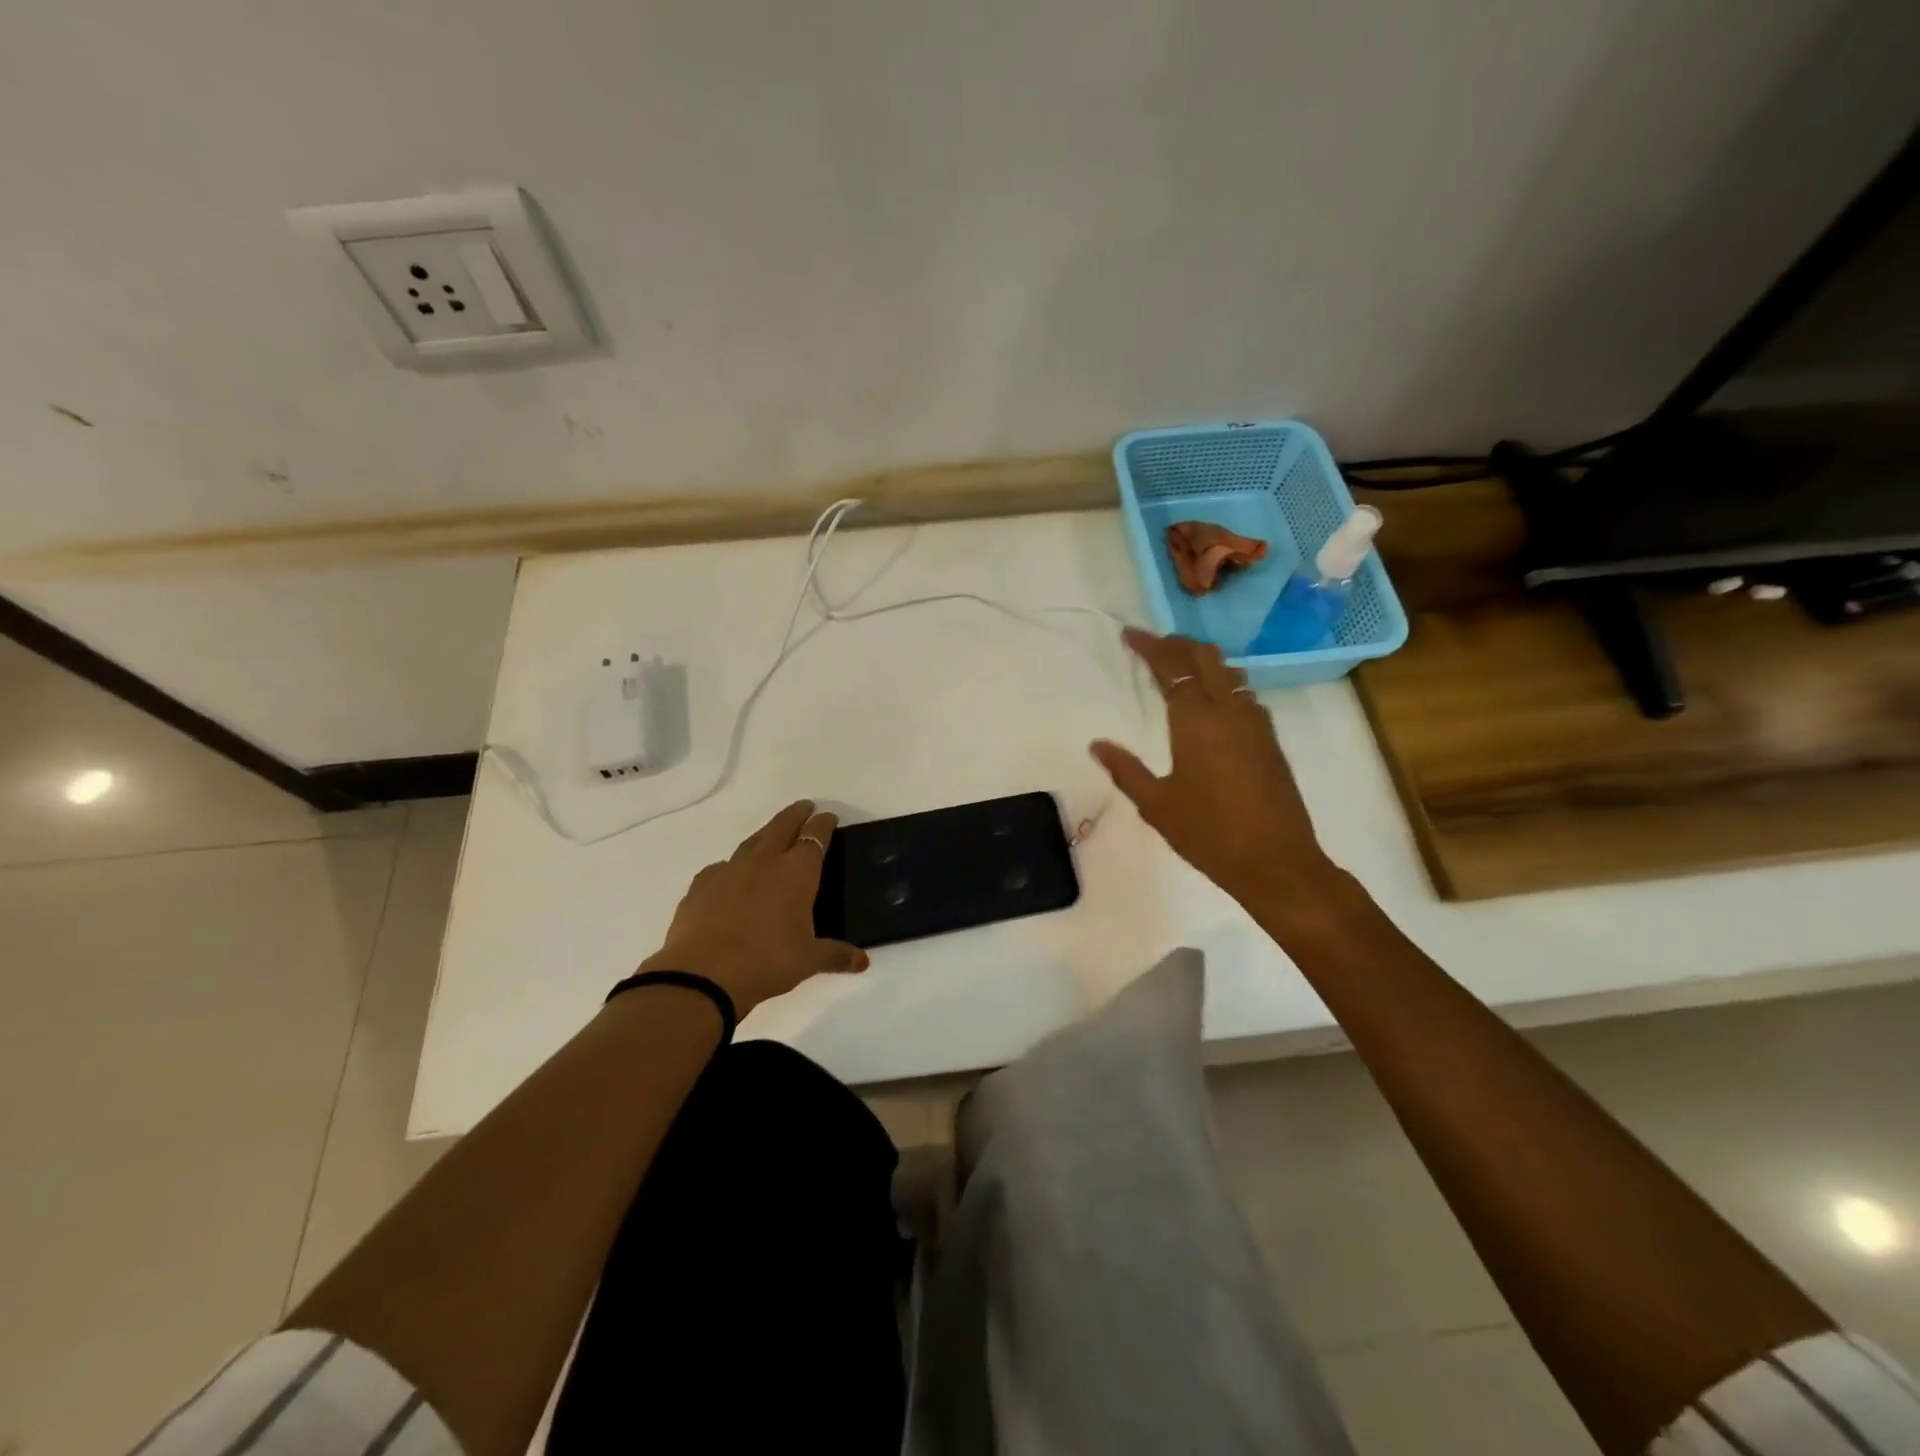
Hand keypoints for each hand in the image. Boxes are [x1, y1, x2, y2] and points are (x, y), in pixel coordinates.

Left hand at [637, 801, 866, 1017]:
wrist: (703, 975)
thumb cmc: (767, 962)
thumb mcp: (808, 961)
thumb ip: (835, 955)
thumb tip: (862, 962)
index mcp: (797, 873)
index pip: (815, 837)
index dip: (823, 824)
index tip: (829, 817)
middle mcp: (765, 862)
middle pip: (782, 826)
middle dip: (796, 814)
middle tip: (804, 808)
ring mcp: (729, 870)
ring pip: (752, 841)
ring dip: (766, 834)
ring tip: (772, 835)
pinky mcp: (701, 885)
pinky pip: (722, 867)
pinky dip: (732, 866)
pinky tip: (732, 876)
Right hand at [1090, 629, 1340, 910]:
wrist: (1276, 862)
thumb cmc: (1208, 834)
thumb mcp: (1156, 805)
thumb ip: (1125, 770)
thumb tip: (1096, 745)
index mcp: (1196, 721)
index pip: (1171, 666)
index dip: (1150, 646)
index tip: (1129, 635)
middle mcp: (1229, 711)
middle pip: (1204, 657)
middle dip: (1177, 643)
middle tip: (1152, 645)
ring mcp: (1255, 723)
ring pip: (1229, 672)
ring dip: (1203, 660)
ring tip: (1180, 666)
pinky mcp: (1270, 740)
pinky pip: (1245, 694)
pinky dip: (1223, 683)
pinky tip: (1213, 702)